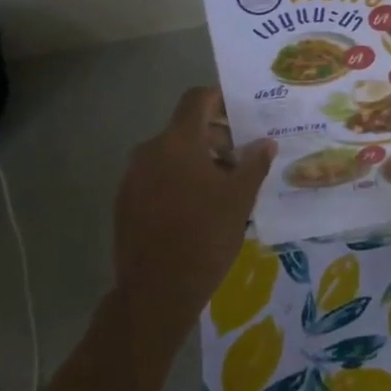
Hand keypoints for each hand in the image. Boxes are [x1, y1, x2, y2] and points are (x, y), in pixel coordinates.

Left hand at [113, 87, 275, 331]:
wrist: (156, 291)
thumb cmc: (205, 236)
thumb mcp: (240, 198)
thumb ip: (254, 163)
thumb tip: (265, 142)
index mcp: (178, 142)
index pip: (196, 99)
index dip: (220, 98)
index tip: (242, 112)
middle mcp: (149, 151)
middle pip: (185, 128)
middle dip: (215, 137)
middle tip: (242, 158)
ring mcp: (132, 177)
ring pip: (170, 155)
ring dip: (197, 161)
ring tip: (224, 187)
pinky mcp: (125, 202)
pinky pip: (156, 177)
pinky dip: (178, 180)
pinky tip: (197, 208)